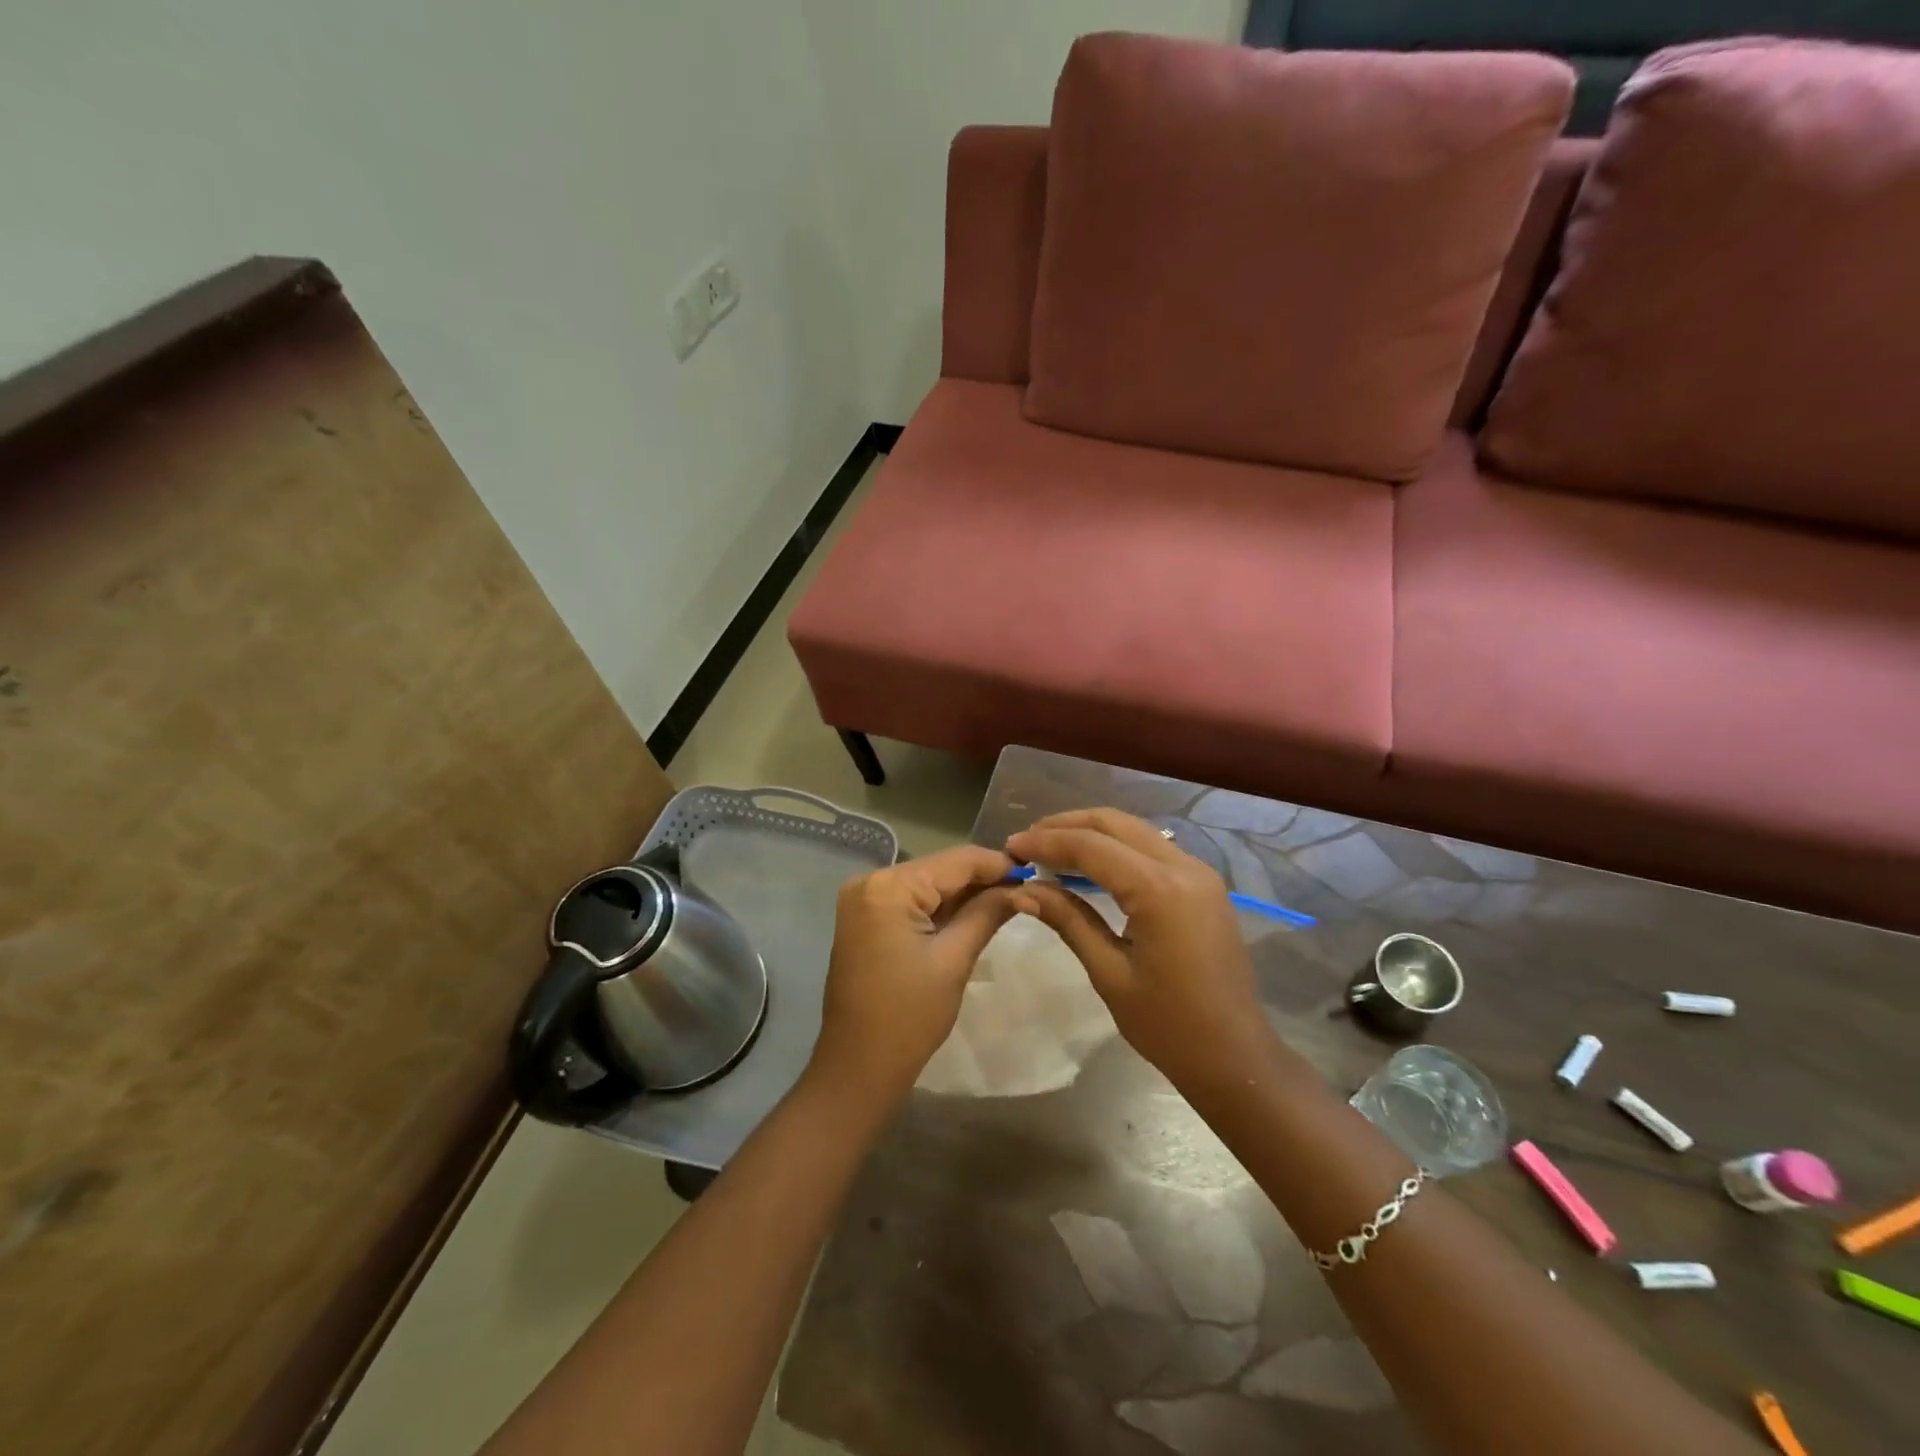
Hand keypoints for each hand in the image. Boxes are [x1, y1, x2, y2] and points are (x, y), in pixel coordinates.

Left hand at [808, 845, 1019, 1105]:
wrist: (858, 1066)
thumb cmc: (909, 1017)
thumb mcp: (954, 960)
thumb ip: (987, 914)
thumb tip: (1022, 889)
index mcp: (889, 887)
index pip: (955, 861)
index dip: (997, 864)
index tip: (1035, 870)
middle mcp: (870, 881)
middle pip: (939, 869)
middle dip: (982, 879)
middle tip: (1027, 888)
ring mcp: (863, 899)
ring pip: (927, 884)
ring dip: (964, 893)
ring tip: (1009, 899)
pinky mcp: (865, 917)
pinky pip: (911, 901)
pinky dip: (941, 907)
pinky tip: (974, 913)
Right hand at [1006, 809, 1278, 1098]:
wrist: (1235, 1056)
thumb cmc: (1168, 1026)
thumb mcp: (1109, 973)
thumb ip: (1068, 920)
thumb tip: (1023, 890)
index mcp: (1159, 890)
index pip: (1091, 846)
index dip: (1046, 842)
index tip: (1011, 848)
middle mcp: (1184, 867)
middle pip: (1115, 823)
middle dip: (1067, 826)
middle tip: (1028, 842)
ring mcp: (1199, 873)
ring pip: (1135, 830)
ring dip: (1091, 833)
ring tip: (1050, 850)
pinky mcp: (1204, 885)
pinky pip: (1152, 849)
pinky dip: (1116, 847)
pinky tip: (1089, 865)